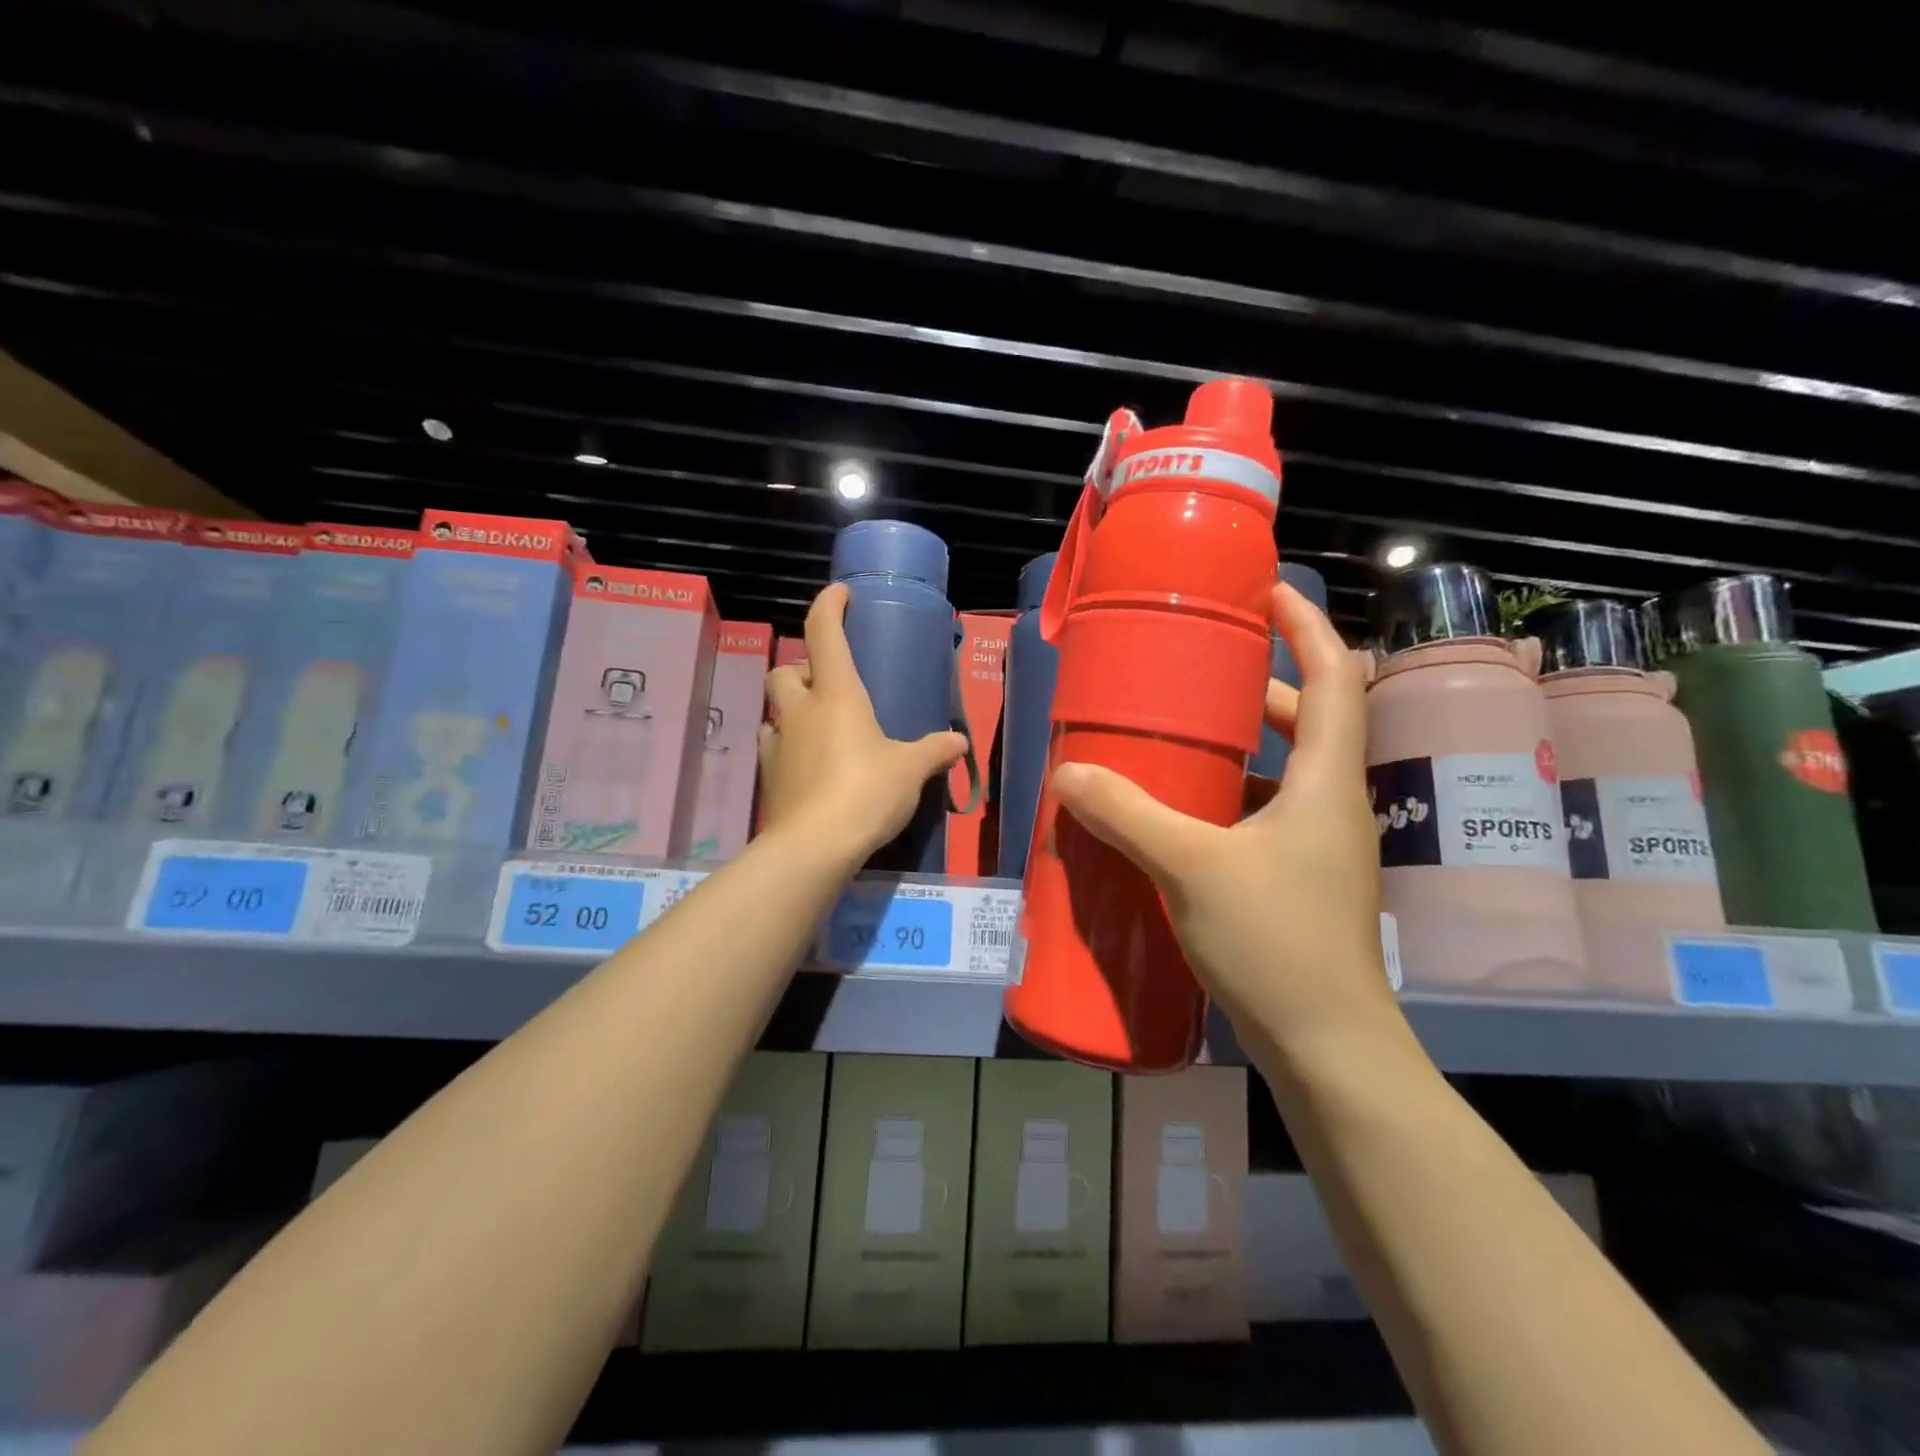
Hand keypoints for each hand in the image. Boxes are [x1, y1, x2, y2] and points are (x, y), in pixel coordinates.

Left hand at [757, 584, 968, 865]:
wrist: (814, 846)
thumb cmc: (866, 792)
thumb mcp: (909, 770)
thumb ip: (933, 751)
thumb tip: (958, 742)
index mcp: (837, 695)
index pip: (823, 633)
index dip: (828, 606)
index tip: (839, 594)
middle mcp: (801, 711)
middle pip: (785, 671)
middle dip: (802, 669)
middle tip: (829, 684)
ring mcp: (779, 744)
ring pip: (774, 710)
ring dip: (792, 709)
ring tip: (818, 727)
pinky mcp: (769, 777)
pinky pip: (773, 747)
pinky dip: (787, 746)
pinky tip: (808, 764)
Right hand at [1050, 582, 1397, 1054]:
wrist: (1327, 1046)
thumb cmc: (1276, 943)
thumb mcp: (1191, 867)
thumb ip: (1128, 814)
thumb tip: (1069, 771)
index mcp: (1326, 780)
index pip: (1335, 676)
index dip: (1306, 626)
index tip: (1264, 594)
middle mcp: (1333, 802)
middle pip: (1310, 718)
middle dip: (1261, 683)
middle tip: (1201, 668)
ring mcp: (1321, 844)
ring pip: (1287, 768)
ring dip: (1244, 742)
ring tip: (1183, 733)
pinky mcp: (1301, 877)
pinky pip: (1268, 811)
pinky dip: (1231, 794)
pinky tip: (1183, 811)